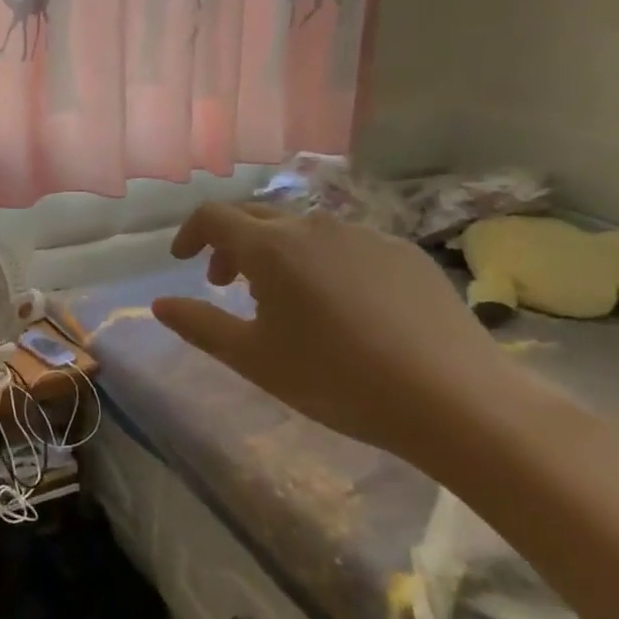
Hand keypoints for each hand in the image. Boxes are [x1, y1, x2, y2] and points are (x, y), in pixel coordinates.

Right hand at [151, 203, 533, 468]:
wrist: (459, 402)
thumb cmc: (340, 380)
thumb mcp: (255, 360)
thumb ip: (199, 326)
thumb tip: (159, 304)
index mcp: (270, 247)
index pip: (213, 216)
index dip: (190, 233)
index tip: (183, 260)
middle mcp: (312, 226)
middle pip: (256, 217)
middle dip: (231, 245)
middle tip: (227, 284)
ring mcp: (364, 234)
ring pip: (303, 230)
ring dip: (278, 253)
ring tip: (287, 299)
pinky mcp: (404, 252)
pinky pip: (347, 245)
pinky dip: (325, 262)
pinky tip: (345, 307)